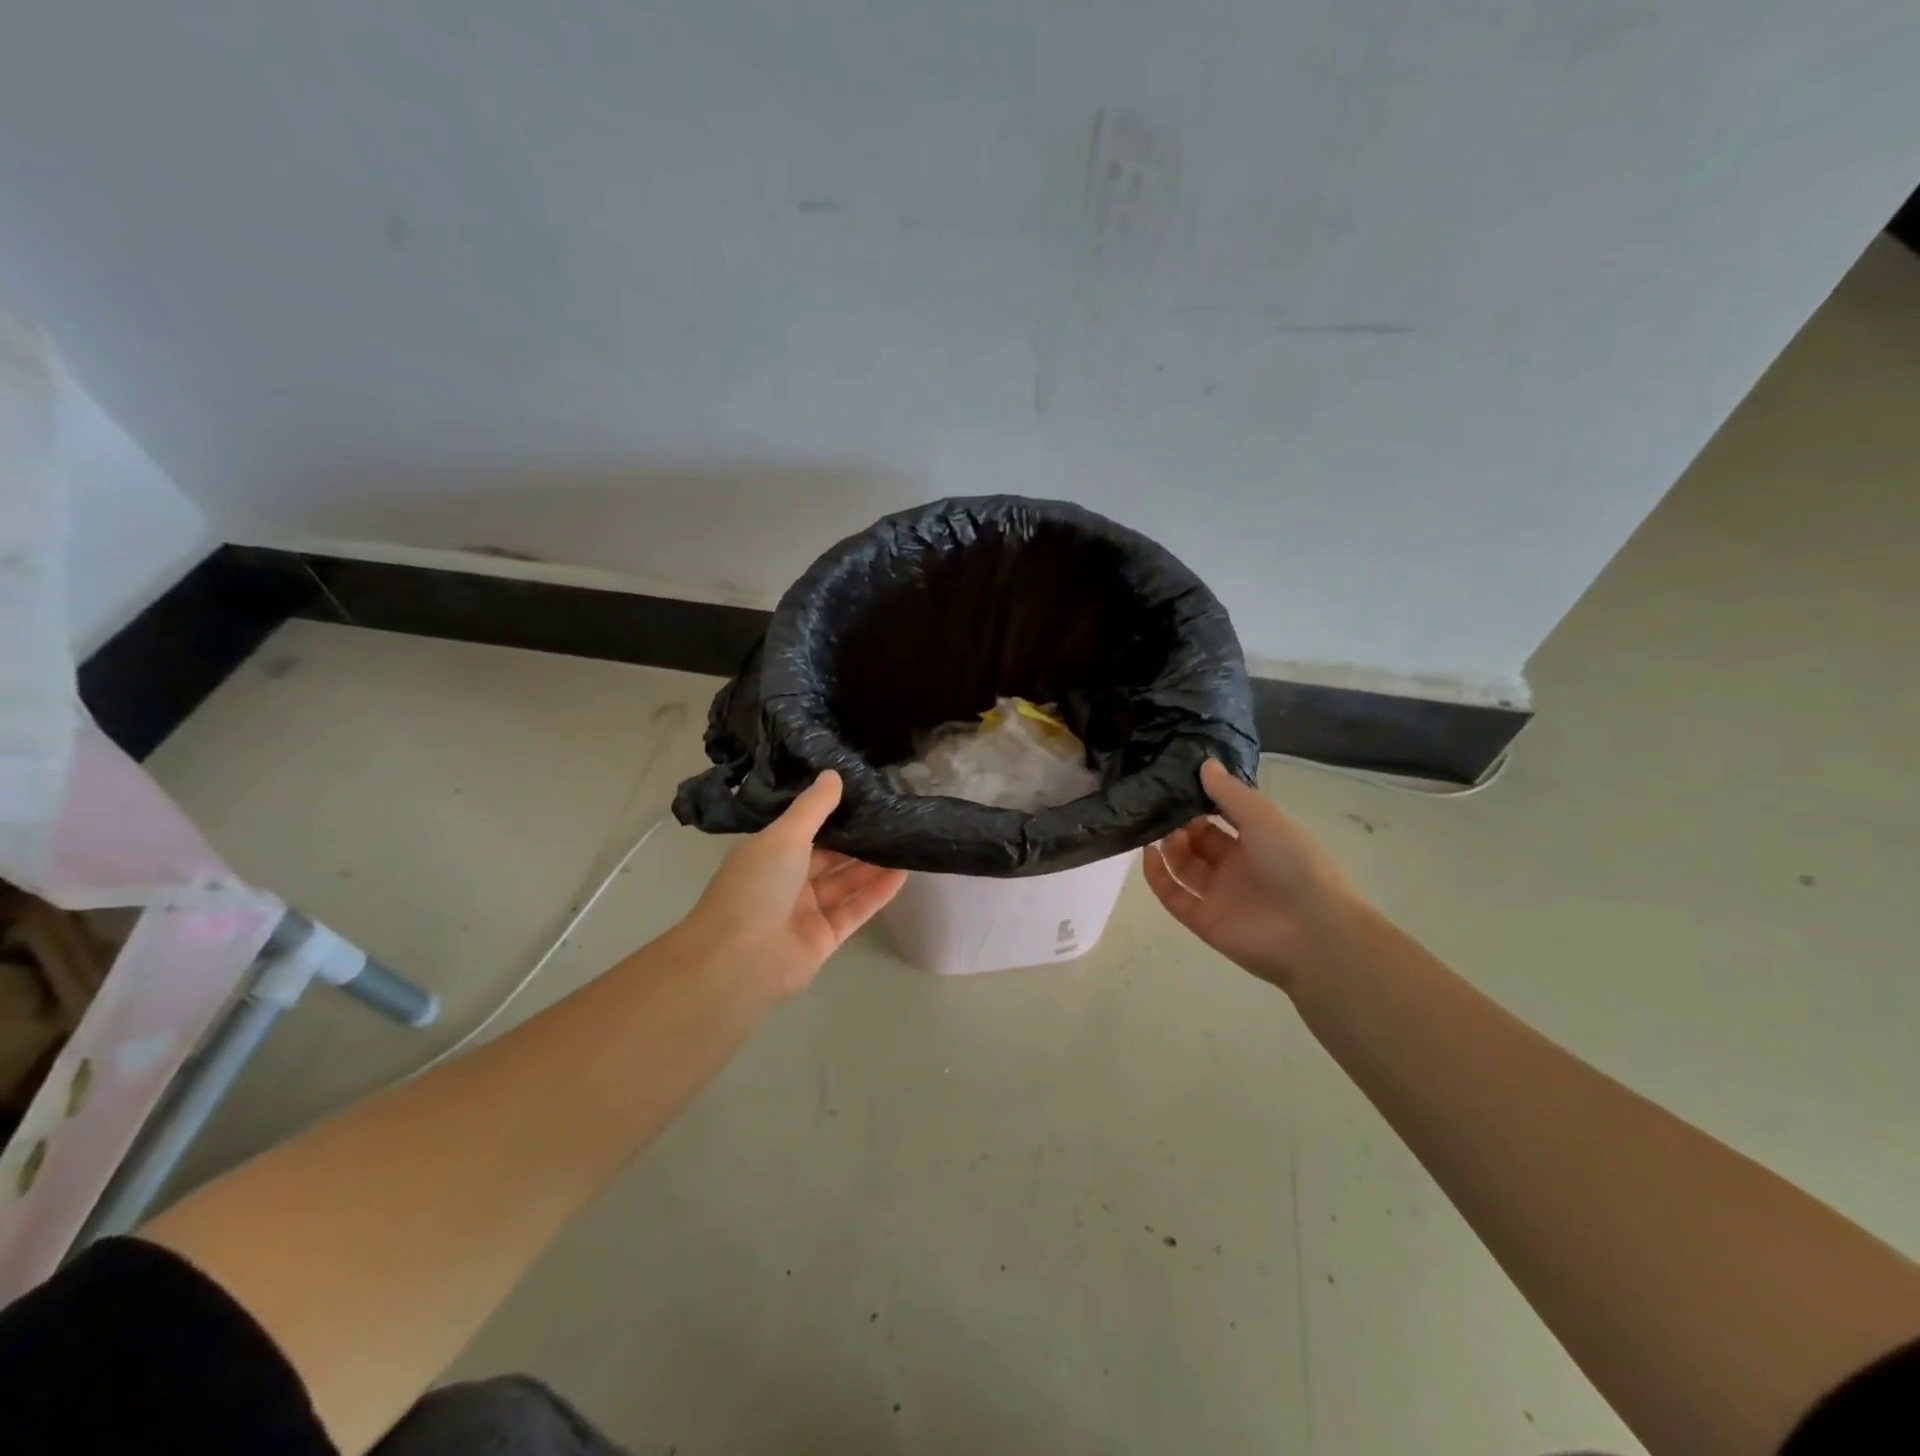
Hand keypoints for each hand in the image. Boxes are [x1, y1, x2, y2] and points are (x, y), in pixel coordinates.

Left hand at [677, 771, 907, 997]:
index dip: (834, 813)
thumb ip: (813, 808)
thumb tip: (833, 774)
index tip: (866, 795)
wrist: (739, 962)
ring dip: (873, 864)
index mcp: (769, 854)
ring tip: (906, 840)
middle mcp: (787, 881)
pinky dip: (877, 893)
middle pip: (829, 856)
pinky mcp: (825, 938)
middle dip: (859, 839)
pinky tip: (903, 873)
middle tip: (895, 816)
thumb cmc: (756, 888)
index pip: (806, 829)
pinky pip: (855, 910)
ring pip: (845, 882)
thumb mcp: (783, 837)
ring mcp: (806, 911)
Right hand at [1143, 760, 1363, 992]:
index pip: (1224, 817)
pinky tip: (1148, 854)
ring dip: (1169, 846)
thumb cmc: (1295, 864)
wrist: (1312, 932)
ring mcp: (1220, 895)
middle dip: (1181, 823)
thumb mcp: (1264, 818)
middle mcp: (1239, 867)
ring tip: (1155, 828)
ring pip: (1185, 867)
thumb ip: (1230, 793)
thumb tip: (1204, 764)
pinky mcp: (1203, 921)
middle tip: (1161, 805)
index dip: (1202, 802)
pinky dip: (1158, 876)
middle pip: (1200, 841)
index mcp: (1260, 841)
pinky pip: (1174, 896)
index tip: (1177, 783)